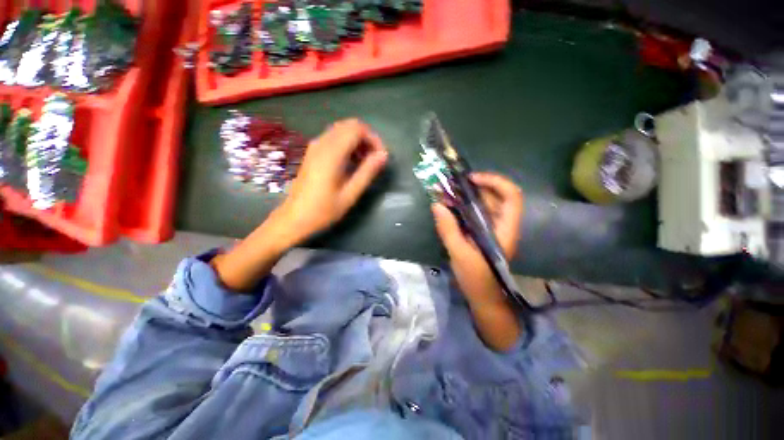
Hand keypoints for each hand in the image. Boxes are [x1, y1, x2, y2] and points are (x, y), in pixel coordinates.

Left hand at [276, 119, 387, 245]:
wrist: (294, 218)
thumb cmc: (323, 210)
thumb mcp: (350, 194)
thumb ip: (367, 172)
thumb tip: (383, 155)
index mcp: (331, 153)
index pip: (357, 129)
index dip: (373, 138)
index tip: (381, 156)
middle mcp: (321, 143)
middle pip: (349, 125)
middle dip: (367, 138)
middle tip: (375, 158)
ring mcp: (315, 146)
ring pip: (342, 130)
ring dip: (357, 141)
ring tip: (365, 162)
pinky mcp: (313, 152)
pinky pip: (334, 138)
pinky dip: (347, 144)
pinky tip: (352, 162)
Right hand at [432, 173, 523, 306]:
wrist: (483, 298)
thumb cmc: (477, 279)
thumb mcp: (460, 254)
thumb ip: (449, 229)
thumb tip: (437, 205)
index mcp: (504, 229)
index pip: (511, 196)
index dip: (495, 182)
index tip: (472, 179)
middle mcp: (501, 225)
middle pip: (496, 197)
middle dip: (476, 186)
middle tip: (454, 184)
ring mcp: (492, 229)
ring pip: (485, 204)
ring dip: (468, 196)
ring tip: (449, 192)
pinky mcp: (482, 234)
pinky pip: (476, 214)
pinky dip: (464, 207)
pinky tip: (450, 207)